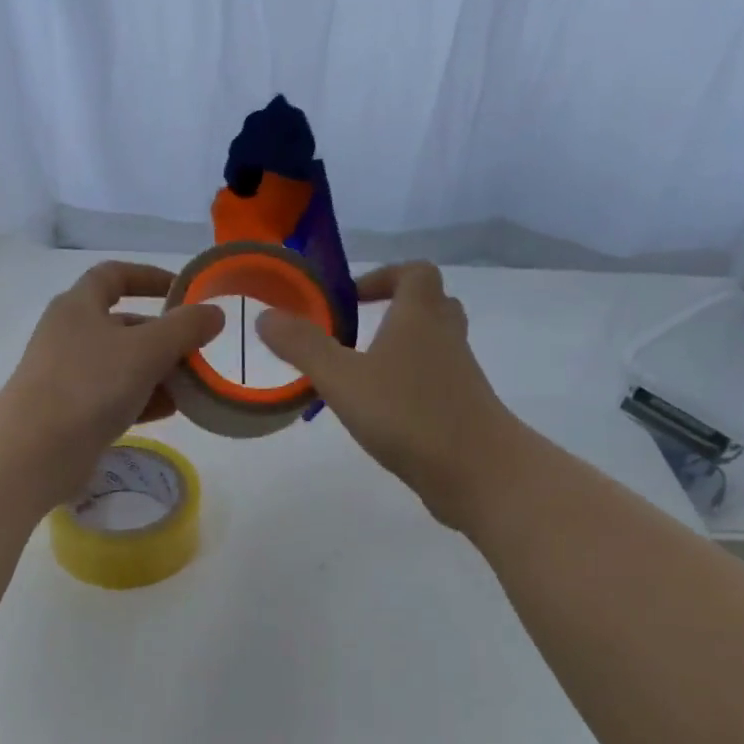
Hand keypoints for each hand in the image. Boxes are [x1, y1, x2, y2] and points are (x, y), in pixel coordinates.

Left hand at [0, 261, 224, 499]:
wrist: (36, 450)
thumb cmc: (90, 385)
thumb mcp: (146, 350)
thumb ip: (184, 328)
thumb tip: (214, 313)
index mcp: (79, 306)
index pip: (114, 275)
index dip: (149, 277)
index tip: (183, 291)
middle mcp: (70, 334)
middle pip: (124, 324)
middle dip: (163, 336)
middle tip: (197, 351)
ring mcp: (68, 374)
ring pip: (122, 364)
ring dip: (157, 371)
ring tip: (191, 386)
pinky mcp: (71, 411)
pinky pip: (114, 396)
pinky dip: (142, 398)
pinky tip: (169, 410)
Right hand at [257, 262, 517, 530]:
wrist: (477, 470)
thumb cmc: (408, 413)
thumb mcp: (343, 379)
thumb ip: (304, 347)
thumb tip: (266, 316)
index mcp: (420, 316)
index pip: (415, 272)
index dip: (384, 277)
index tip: (352, 299)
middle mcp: (446, 337)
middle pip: (430, 305)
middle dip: (395, 311)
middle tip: (358, 332)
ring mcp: (460, 374)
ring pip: (435, 346)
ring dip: (403, 350)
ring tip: (363, 375)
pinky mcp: (464, 408)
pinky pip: (437, 382)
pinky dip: (411, 386)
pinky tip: (384, 413)